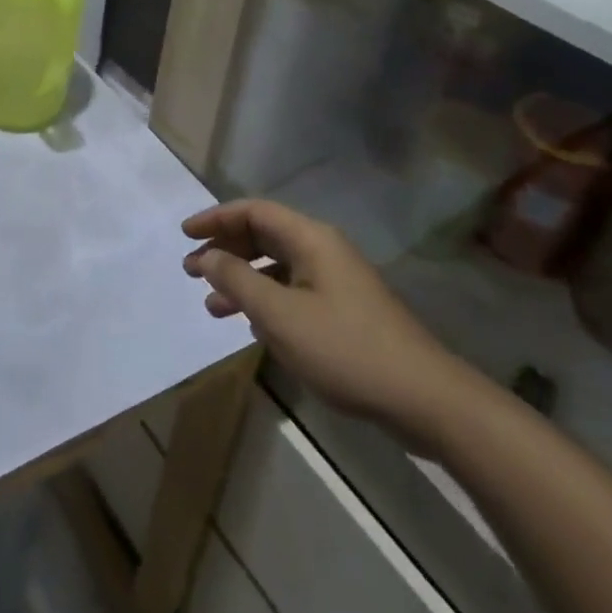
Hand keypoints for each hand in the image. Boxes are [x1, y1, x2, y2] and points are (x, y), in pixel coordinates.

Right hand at [183, 200, 480, 451]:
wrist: (426, 400)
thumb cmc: (346, 349)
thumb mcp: (280, 315)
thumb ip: (237, 279)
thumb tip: (204, 256)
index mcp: (310, 239)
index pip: (253, 211)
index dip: (215, 218)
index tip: (185, 235)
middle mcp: (323, 250)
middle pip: (264, 236)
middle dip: (225, 250)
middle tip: (192, 271)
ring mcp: (337, 282)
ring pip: (277, 268)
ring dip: (242, 281)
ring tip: (213, 306)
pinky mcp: (345, 311)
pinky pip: (293, 292)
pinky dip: (266, 301)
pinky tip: (252, 326)